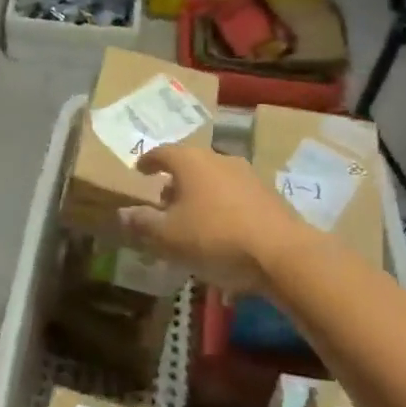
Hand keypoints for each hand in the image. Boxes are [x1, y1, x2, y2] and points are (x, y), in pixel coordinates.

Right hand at [118, 143, 304, 296]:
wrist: (283, 253)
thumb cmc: (216, 238)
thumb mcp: (169, 237)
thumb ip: (143, 223)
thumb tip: (122, 213)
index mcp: (191, 162)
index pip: (163, 152)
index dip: (148, 161)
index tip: (140, 170)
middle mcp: (219, 159)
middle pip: (190, 164)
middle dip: (175, 181)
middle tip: (163, 201)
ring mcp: (248, 175)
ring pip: (214, 179)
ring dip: (199, 194)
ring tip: (191, 218)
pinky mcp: (269, 195)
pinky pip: (234, 195)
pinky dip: (221, 205)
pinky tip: (221, 229)